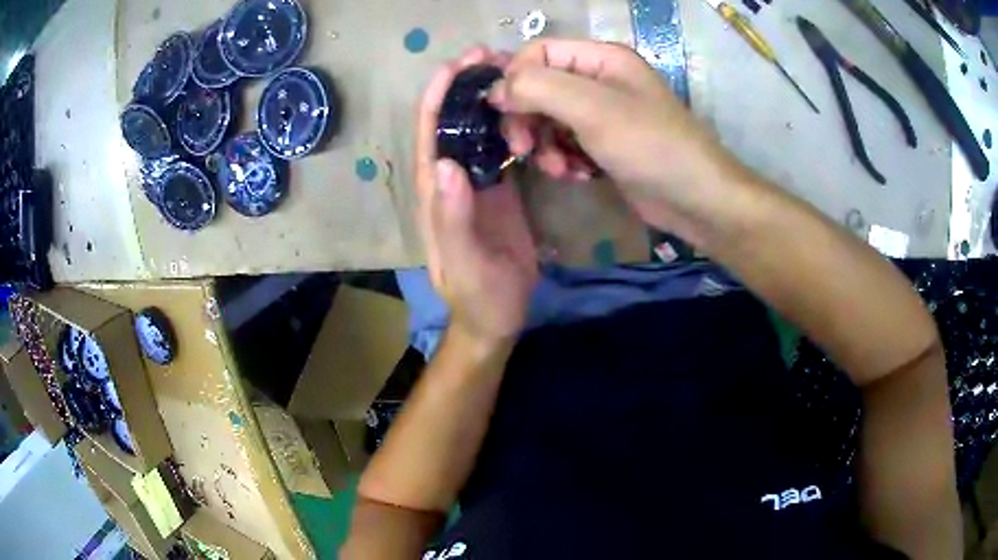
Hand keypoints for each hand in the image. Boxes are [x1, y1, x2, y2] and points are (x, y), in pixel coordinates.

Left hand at [415, 47, 539, 348]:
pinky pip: (502, 147)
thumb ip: (453, 217)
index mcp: (435, 190)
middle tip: (494, 55)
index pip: (430, 132)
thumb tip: (447, 164)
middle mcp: (451, 177)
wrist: (497, 314)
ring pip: (478, 128)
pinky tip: (530, 108)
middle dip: (466, 85)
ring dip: (490, 97)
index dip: (440, 95)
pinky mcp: (500, 188)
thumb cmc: (476, 293)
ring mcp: (477, 180)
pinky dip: (512, 124)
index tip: (459, 64)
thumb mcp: (464, 261)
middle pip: (453, 120)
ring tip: (515, 71)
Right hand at [490, 39, 744, 239]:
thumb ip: (537, 88)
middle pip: (539, 88)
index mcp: (600, 58)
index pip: (538, 53)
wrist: (697, 199)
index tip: (503, 112)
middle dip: (527, 119)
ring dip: (544, 145)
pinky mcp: (604, 145)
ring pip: (549, 120)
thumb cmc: (650, 146)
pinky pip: (566, 144)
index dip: (515, 78)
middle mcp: (599, 80)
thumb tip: (495, 89)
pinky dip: (564, 160)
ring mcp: (602, 114)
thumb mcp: (592, 109)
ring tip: (559, 169)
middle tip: (523, 149)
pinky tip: (577, 176)